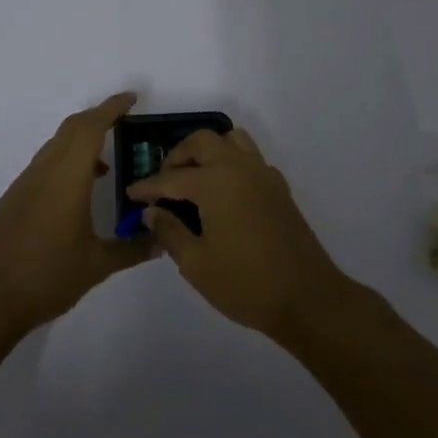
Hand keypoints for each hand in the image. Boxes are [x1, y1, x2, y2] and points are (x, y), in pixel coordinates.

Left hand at [0, 93, 152, 334]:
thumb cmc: (48, 277)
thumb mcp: (98, 265)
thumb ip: (133, 249)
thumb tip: (161, 241)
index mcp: (67, 178)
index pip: (90, 128)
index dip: (111, 109)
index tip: (131, 99)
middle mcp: (44, 172)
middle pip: (71, 129)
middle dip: (97, 118)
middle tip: (124, 122)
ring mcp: (25, 184)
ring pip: (55, 146)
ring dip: (80, 142)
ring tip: (106, 164)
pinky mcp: (14, 199)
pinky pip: (45, 164)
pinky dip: (66, 161)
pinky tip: (78, 191)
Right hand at [126, 127, 347, 337]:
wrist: (306, 297)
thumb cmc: (245, 283)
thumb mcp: (196, 263)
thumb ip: (169, 232)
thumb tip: (151, 212)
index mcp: (215, 182)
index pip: (171, 178)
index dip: (147, 187)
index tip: (131, 194)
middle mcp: (239, 168)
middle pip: (203, 142)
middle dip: (178, 157)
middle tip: (165, 184)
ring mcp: (263, 174)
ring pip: (231, 141)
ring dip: (208, 151)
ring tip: (194, 179)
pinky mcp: (279, 187)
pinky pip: (250, 158)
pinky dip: (231, 163)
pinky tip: (224, 193)